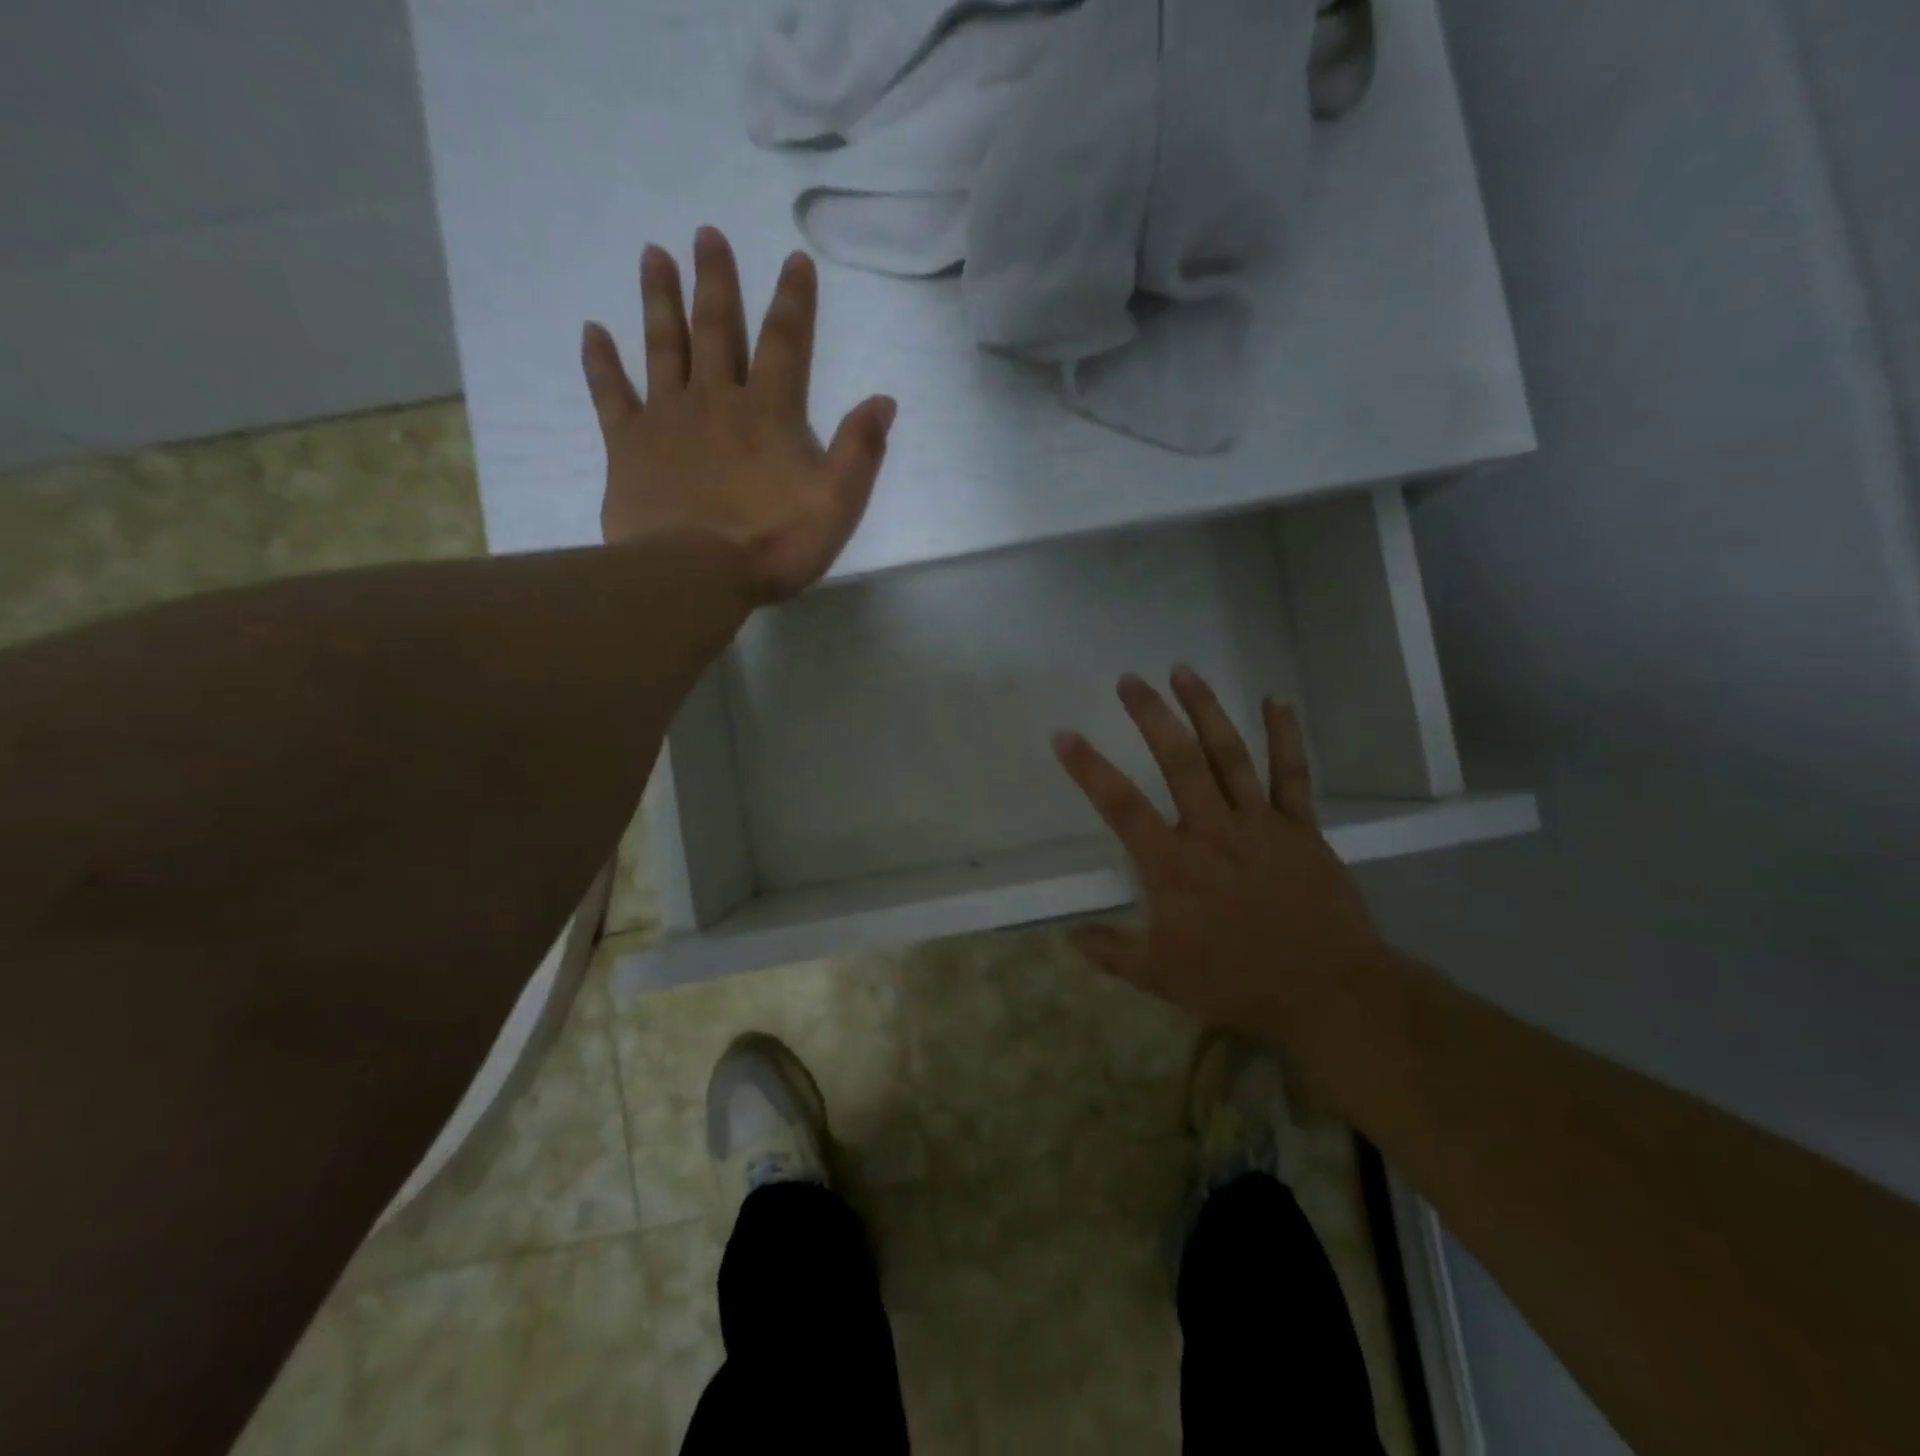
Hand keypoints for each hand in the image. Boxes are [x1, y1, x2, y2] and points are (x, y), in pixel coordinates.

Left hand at [580, 226, 897, 601]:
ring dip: (659, 299)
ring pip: (663, 346)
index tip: (794, 259)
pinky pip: (611, 395)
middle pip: (716, 329)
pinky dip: (601, 362)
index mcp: (769, 413)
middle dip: (716, 281)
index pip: (785, 344)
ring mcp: (667, 418)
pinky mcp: (628, 445)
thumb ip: (860, 450)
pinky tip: (592, 330)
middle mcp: (716, 400)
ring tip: (653, 253)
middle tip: (706, 233)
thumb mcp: (837, 504)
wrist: (695, 575)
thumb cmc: (773, 543)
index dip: (793, 301)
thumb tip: (883, 401)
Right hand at [1053, 665, 1387, 1042]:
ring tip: (1183, 671)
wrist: (1328, 991)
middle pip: (1177, 760)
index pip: (1121, 806)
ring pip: (1228, 754)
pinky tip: (1275, 701)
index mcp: (1172, 864)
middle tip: (1129, 681)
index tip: (1065, 735)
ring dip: (1205, 710)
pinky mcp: (1300, 827)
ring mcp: (1259, 823)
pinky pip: (1292, 774)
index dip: (1089, 769)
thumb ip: (1112, 953)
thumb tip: (1069, 937)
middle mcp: (1211, 830)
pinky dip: (1285, 736)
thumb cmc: (1238, 982)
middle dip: (1150, 715)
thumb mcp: (1162, 977)